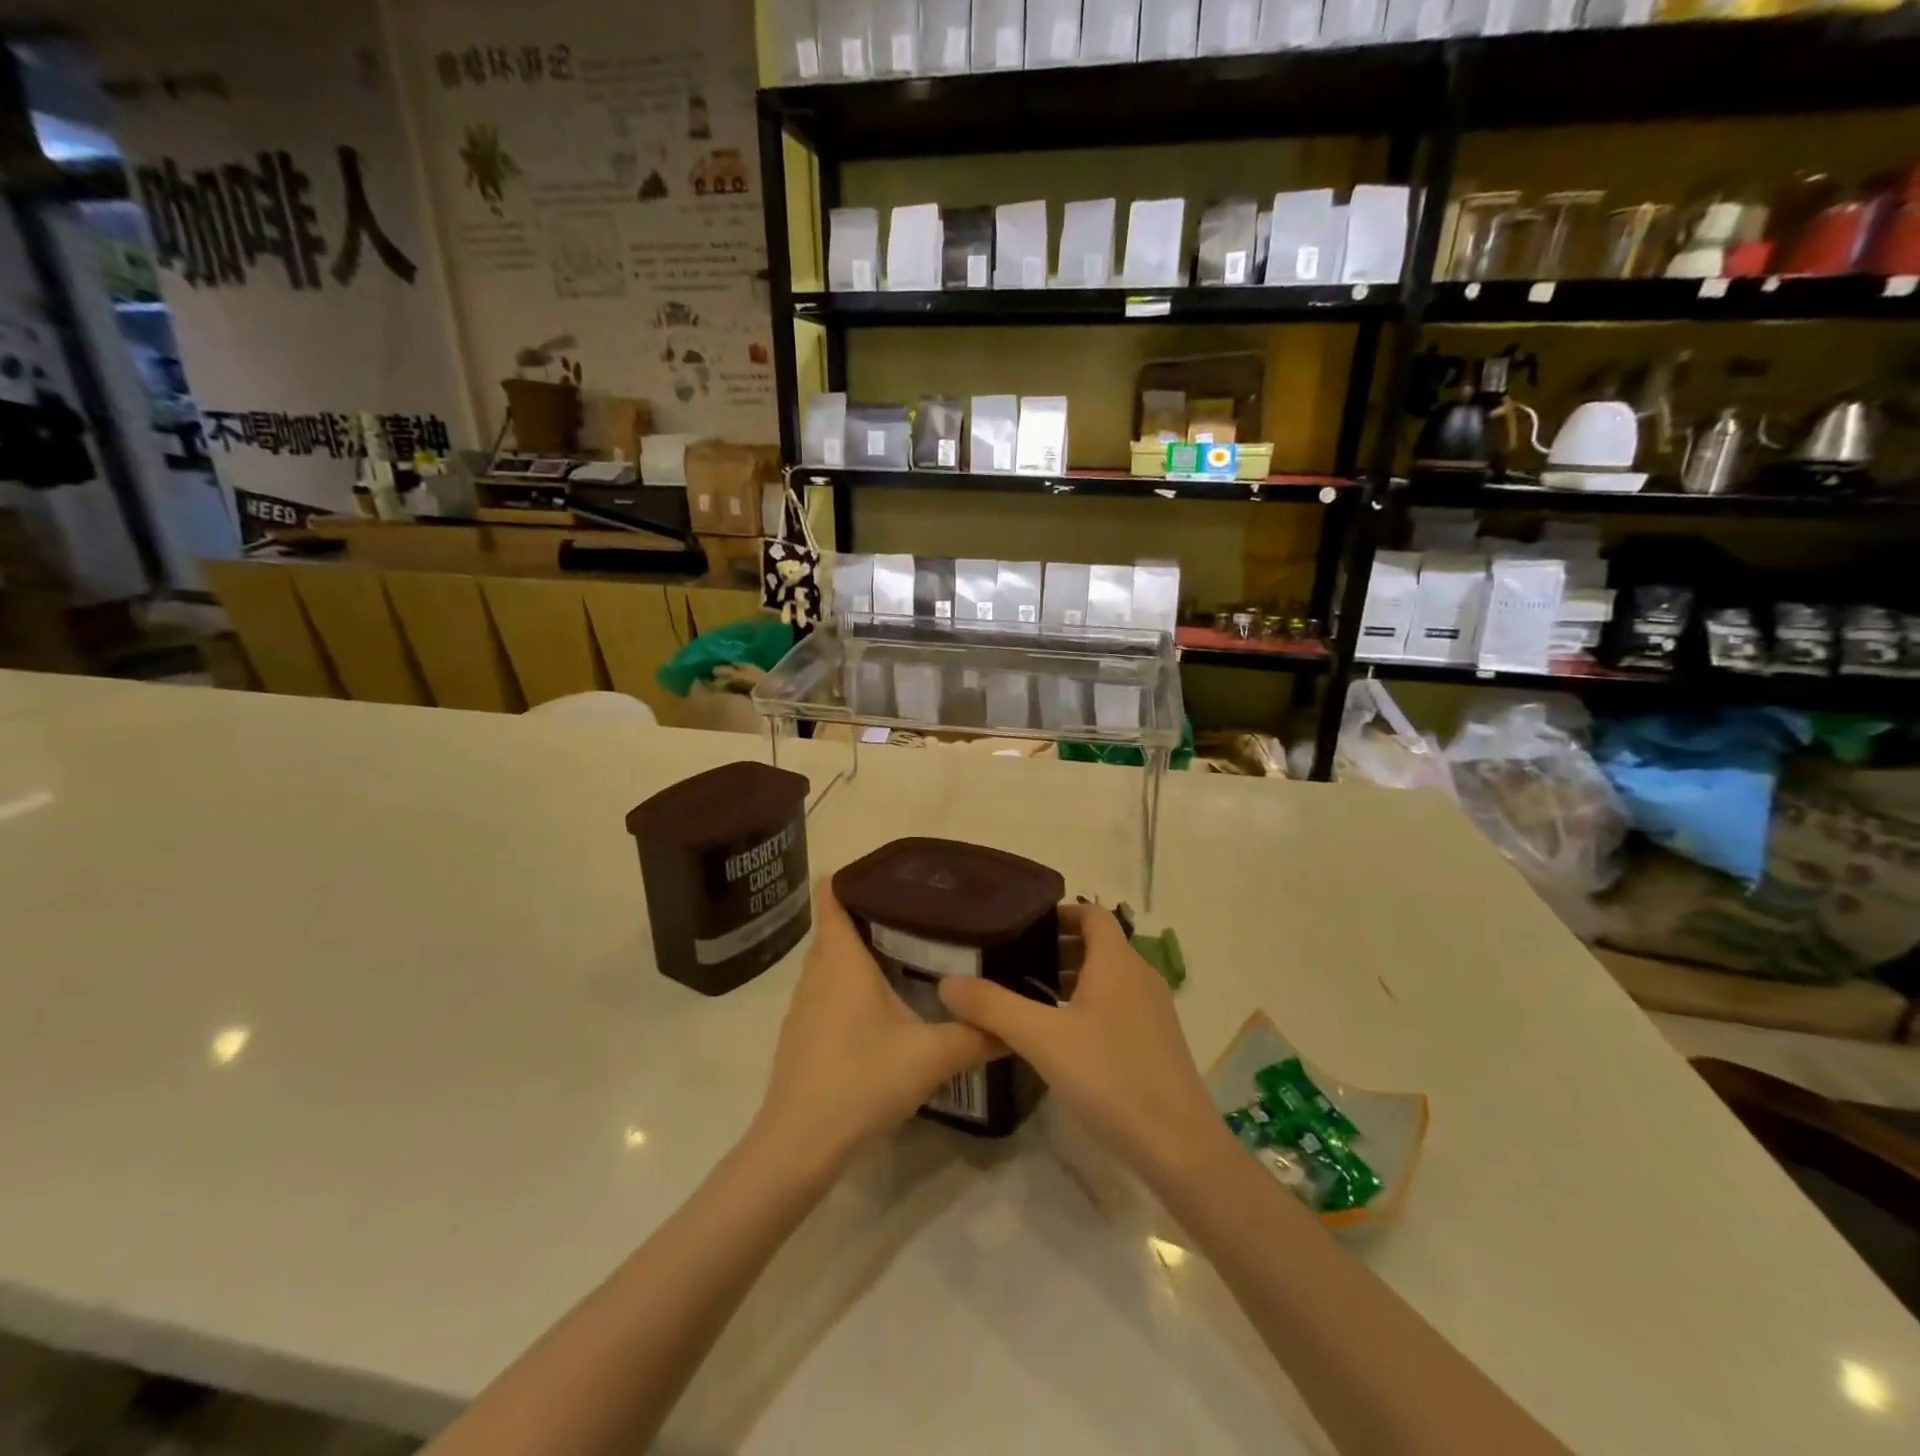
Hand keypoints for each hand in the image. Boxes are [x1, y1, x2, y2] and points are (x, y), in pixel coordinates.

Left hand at [751, 879, 997, 1173]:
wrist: (799, 1145)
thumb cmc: (862, 1081)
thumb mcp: (930, 1058)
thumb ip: (976, 1037)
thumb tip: (1016, 1025)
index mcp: (842, 961)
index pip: (832, 897)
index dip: (852, 877)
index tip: (888, 872)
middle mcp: (817, 973)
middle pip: (836, 927)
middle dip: (868, 914)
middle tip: (917, 912)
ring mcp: (804, 1005)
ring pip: (831, 962)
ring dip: (859, 952)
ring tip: (905, 950)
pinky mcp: (801, 1034)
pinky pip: (826, 990)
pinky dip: (849, 984)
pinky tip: (880, 1005)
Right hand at [938, 904, 1226, 1181]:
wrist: (1179, 1146)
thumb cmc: (1110, 1077)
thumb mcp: (1041, 1039)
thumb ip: (993, 1007)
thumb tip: (947, 982)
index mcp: (1117, 962)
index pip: (1091, 914)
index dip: (1059, 914)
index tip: (1022, 928)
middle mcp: (1140, 976)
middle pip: (1098, 945)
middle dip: (1057, 949)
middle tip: (1014, 964)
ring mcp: (1154, 1011)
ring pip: (1108, 978)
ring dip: (1072, 979)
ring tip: (1031, 1000)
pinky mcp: (1158, 1043)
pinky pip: (1118, 1006)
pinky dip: (1089, 1006)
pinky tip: (1064, 1040)